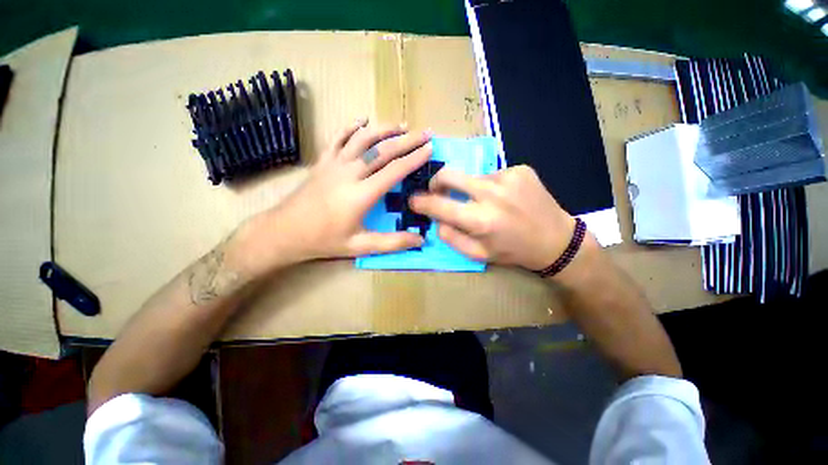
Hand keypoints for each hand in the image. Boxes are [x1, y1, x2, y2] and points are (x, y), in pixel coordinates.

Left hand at [236, 119, 432, 273]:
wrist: (283, 232)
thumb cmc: (324, 240)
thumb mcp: (360, 247)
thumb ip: (392, 243)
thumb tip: (420, 240)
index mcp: (361, 195)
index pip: (394, 171)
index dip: (414, 159)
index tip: (430, 149)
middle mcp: (349, 173)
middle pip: (382, 150)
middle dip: (407, 140)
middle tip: (426, 133)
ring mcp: (334, 164)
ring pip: (362, 139)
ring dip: (384, 129)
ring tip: (402, 125)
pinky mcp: (322, 161)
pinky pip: (338, 138)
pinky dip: (351, 127)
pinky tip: (362, 120)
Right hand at [409, 165, 576, 270]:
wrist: (556, 240)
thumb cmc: (513, 251)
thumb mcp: (478, 255)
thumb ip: (451, 237)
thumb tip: (436, 219)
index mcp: (480, 220)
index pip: (439, 205)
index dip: (421, 202)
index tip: (413, 200)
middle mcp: (492, 194)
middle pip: (450, 174)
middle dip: (436, 182)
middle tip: (437, 190)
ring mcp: (508, 177)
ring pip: (472, 176)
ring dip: (470, 188)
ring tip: (485, 202)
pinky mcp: (520, 169)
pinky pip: (493, 174)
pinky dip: (491, 185)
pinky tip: (505, 197)